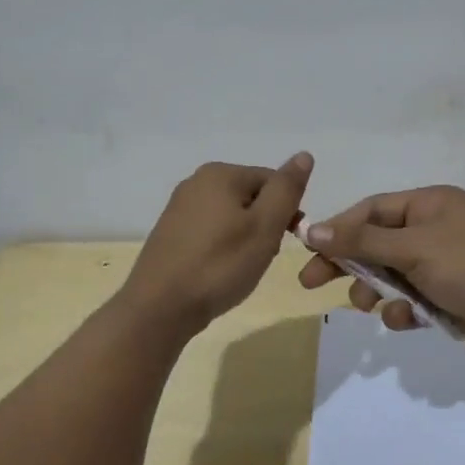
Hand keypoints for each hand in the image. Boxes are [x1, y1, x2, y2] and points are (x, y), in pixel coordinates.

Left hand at [121, 153, 311, 336]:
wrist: (160, 308)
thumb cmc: (220, 265)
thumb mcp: (265, 227)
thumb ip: (287, 189)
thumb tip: (304, 156)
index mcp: (220, 173)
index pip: (273, 181)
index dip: (286, 211)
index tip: (284, 241)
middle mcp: (196, 182)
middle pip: (252, 197)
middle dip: (265, 225)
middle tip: (262, 257)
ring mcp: (179, 207)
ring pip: (233, 216)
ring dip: (246, 238)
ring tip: (241, 268)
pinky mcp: (171, 233)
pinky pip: (212, 231)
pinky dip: (223, 248)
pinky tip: (220, 271)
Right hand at [295, 185, 464, 354]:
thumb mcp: (412, 249)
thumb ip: (361, 242)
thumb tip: (311, 229)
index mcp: (429, 204)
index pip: (371, 210)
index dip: (338, 228)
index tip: (307, 249)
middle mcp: (433, 228)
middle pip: (375, 242)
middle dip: (348, 264)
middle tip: (311, 283)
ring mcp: (440, 263)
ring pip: (389, 274)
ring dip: (375, 290)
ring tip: (370, 305)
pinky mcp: (445, 295)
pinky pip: (409, 297)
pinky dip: (401, 309)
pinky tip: (405, 319)